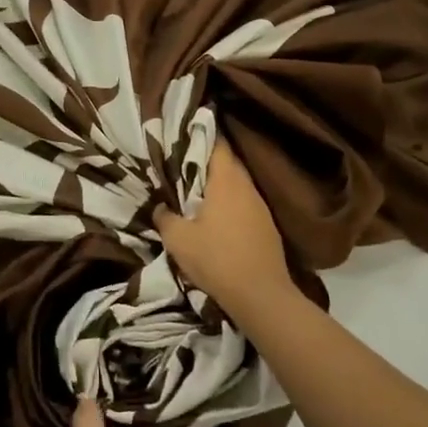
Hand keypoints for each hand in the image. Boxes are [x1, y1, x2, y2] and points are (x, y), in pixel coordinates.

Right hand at [153, 141, 292, 322]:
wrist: (261, 296)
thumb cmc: (216, 259)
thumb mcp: (178, 239)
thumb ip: (165, 217)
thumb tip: (160, 206)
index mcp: (227, 181)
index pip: (218, 144)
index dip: (203, 133)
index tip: (186, 130)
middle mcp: (247, 187)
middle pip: (228, 162)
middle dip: (208, 159)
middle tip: (184, 159)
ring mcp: (261, 207)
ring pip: (238, 183)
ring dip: (220, 182)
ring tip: (197, 186)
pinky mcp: (267, 226)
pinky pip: (245, 202)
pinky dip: (230, 201)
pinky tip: (217, 213)